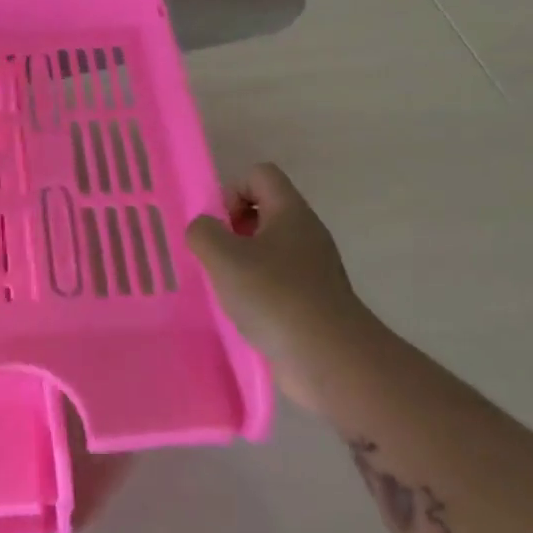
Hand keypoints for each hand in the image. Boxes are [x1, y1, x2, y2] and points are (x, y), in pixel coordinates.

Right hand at [186, 163, 370, 412]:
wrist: (329, 358)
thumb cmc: (274, 296)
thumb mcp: (224, 257)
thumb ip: (203, 232)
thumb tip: (204, 229)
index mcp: (290, 212)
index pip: (260, 174)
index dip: (232, 192)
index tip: (220, 228)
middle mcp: (306, 233)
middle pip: (263, 210)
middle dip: (232, 230)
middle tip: (218, 259)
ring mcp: (313, 268)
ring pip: (268, 248)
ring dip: (241, 263)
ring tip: (227, 289)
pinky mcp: (312, 300)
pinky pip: (277, 280)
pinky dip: (257, 290)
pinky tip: (245, 313)